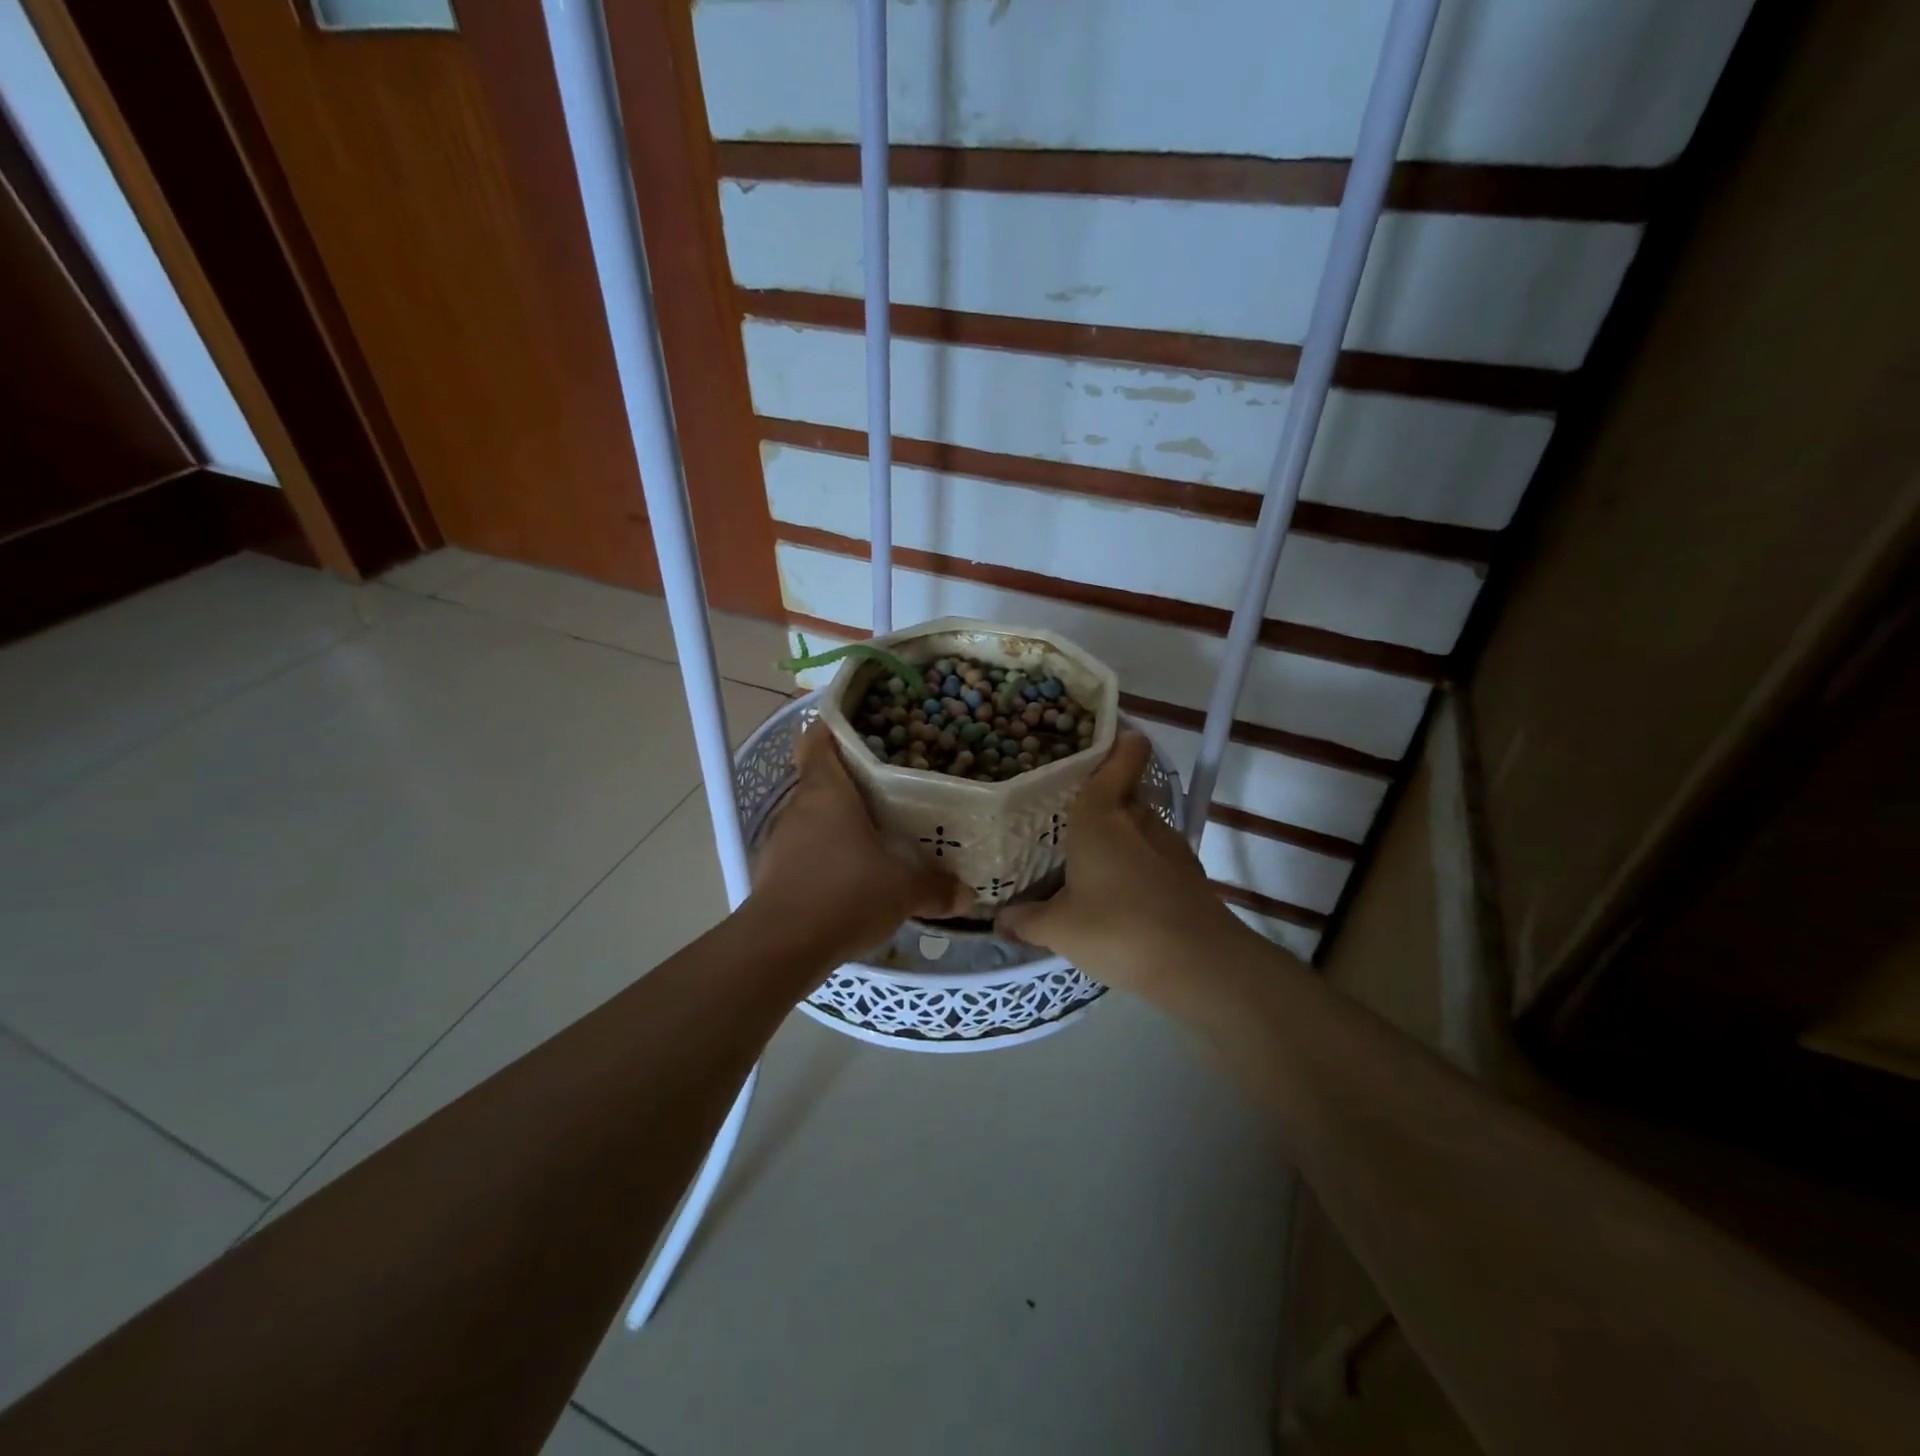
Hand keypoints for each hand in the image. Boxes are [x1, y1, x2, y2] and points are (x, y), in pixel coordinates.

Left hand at [747, 725, 972, 970]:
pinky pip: (805, 849)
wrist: (781, 947)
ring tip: (877, 829)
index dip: (834, 728)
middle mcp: (798, 807)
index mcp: (826, 791)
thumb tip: (967, 894)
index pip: (818, 740)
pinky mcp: (774, 872)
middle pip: (820, 779)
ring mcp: (781, 840)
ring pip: (813, 816)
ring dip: (839, 821)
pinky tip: (853, 872)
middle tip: (890, 785)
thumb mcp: (903, 891)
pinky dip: (827, 853)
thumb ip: (936, 887)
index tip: (861, 728)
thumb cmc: (844, 894)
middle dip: (851, 781)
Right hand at [995, 733, 1251, 995]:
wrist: (1198, 964)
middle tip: (1068, 812)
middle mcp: (1138, 817)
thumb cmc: (1117, 928)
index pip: (1122, 755)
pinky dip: (1139, 863)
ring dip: (1121, 834)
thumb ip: (1026, 920)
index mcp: (1101, 814)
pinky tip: (1121, 891)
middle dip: (1103, 797)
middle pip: (1125, 790)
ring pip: (1140, 824)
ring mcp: (1169, 844)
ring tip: (1091, 855)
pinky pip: (1155, 854)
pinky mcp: (1188, 872)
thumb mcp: (1058, 929)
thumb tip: (999, 920)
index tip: (1095, 743)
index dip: (1116, 741)